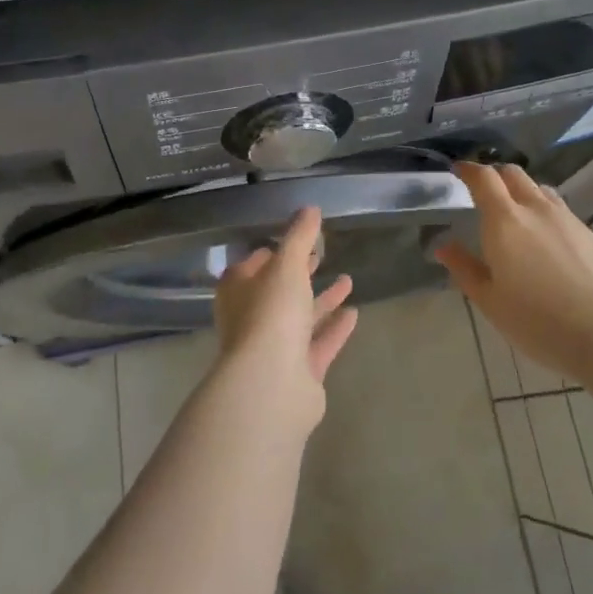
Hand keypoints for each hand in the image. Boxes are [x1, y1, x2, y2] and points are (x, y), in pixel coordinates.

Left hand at [211, 208, 357, 432]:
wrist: (271, 385)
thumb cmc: (271, 314)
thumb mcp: (287, 265)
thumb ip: (300, 236)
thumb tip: (310, 208)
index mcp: (238, 291)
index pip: (251, 265)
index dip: (271, 251)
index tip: (295, 240)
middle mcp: (251, 319)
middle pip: (277, 291)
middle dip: (299, 274)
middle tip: (320, 255)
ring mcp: (273, 349)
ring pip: (300, 318)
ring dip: (321, 300)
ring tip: (348, 280)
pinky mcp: (297, 373)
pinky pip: (318, 344)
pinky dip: (333, 329)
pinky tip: (354, 313)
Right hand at [435, 163, 592, 382]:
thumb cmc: (538, 321)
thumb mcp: (490, 302)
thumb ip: (465, 269)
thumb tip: (444, 246)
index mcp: (505, 221)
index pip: (484, 179)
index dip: (469, 170)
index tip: (458, 170)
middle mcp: (537, 210)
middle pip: (514, 174)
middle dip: (496, 175)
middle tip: (484, 191)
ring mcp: (569, 221)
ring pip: (541, 190)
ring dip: (523, 192)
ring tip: (517, 215)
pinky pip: (562, 212)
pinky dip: (546, 214)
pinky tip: (548, 243)